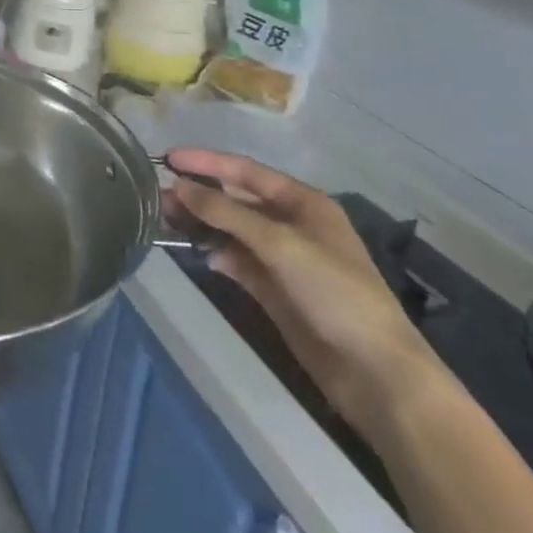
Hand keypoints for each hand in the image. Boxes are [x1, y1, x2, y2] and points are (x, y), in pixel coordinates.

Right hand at [166, 149, 442, 439]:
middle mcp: (292, 223)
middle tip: (157, 193)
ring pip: (233, 230)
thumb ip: (227, 213)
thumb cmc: (335, 292)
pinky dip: (216, 253)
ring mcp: (283, 258)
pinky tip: (196, 252)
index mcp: (303, 202)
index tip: (168, 158)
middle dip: (199, 194)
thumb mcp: (279, 244)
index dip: (207, 162)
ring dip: (202, 223)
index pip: (246, 172)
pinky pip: (237, 260)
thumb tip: (180, 187)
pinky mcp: (275, 290)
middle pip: (236, 200)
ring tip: (164, 219)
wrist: (375, 374)